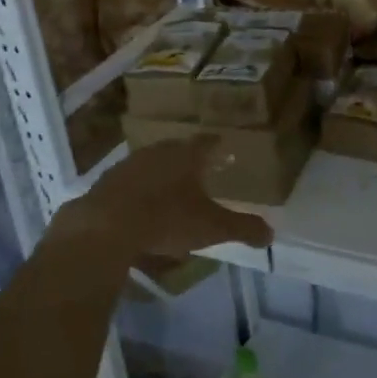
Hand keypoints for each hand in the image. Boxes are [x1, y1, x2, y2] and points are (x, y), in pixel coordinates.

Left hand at [47, 137, 272, 260]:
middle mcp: (159, 152)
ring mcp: (129, 165)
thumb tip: (270, 234)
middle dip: (191, 159)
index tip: (226, 149)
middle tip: (202, 168)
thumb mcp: (212, 227)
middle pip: (179, 150)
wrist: (106, 227)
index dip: (219, 147)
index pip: (208, 143)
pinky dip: (140, 189)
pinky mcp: (106, 182)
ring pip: (153, 163)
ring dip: (163, 173)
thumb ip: (243, 228)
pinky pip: (130, 182)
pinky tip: (141, 205)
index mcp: (187, 156)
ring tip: (172, 187)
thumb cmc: (166, 219)